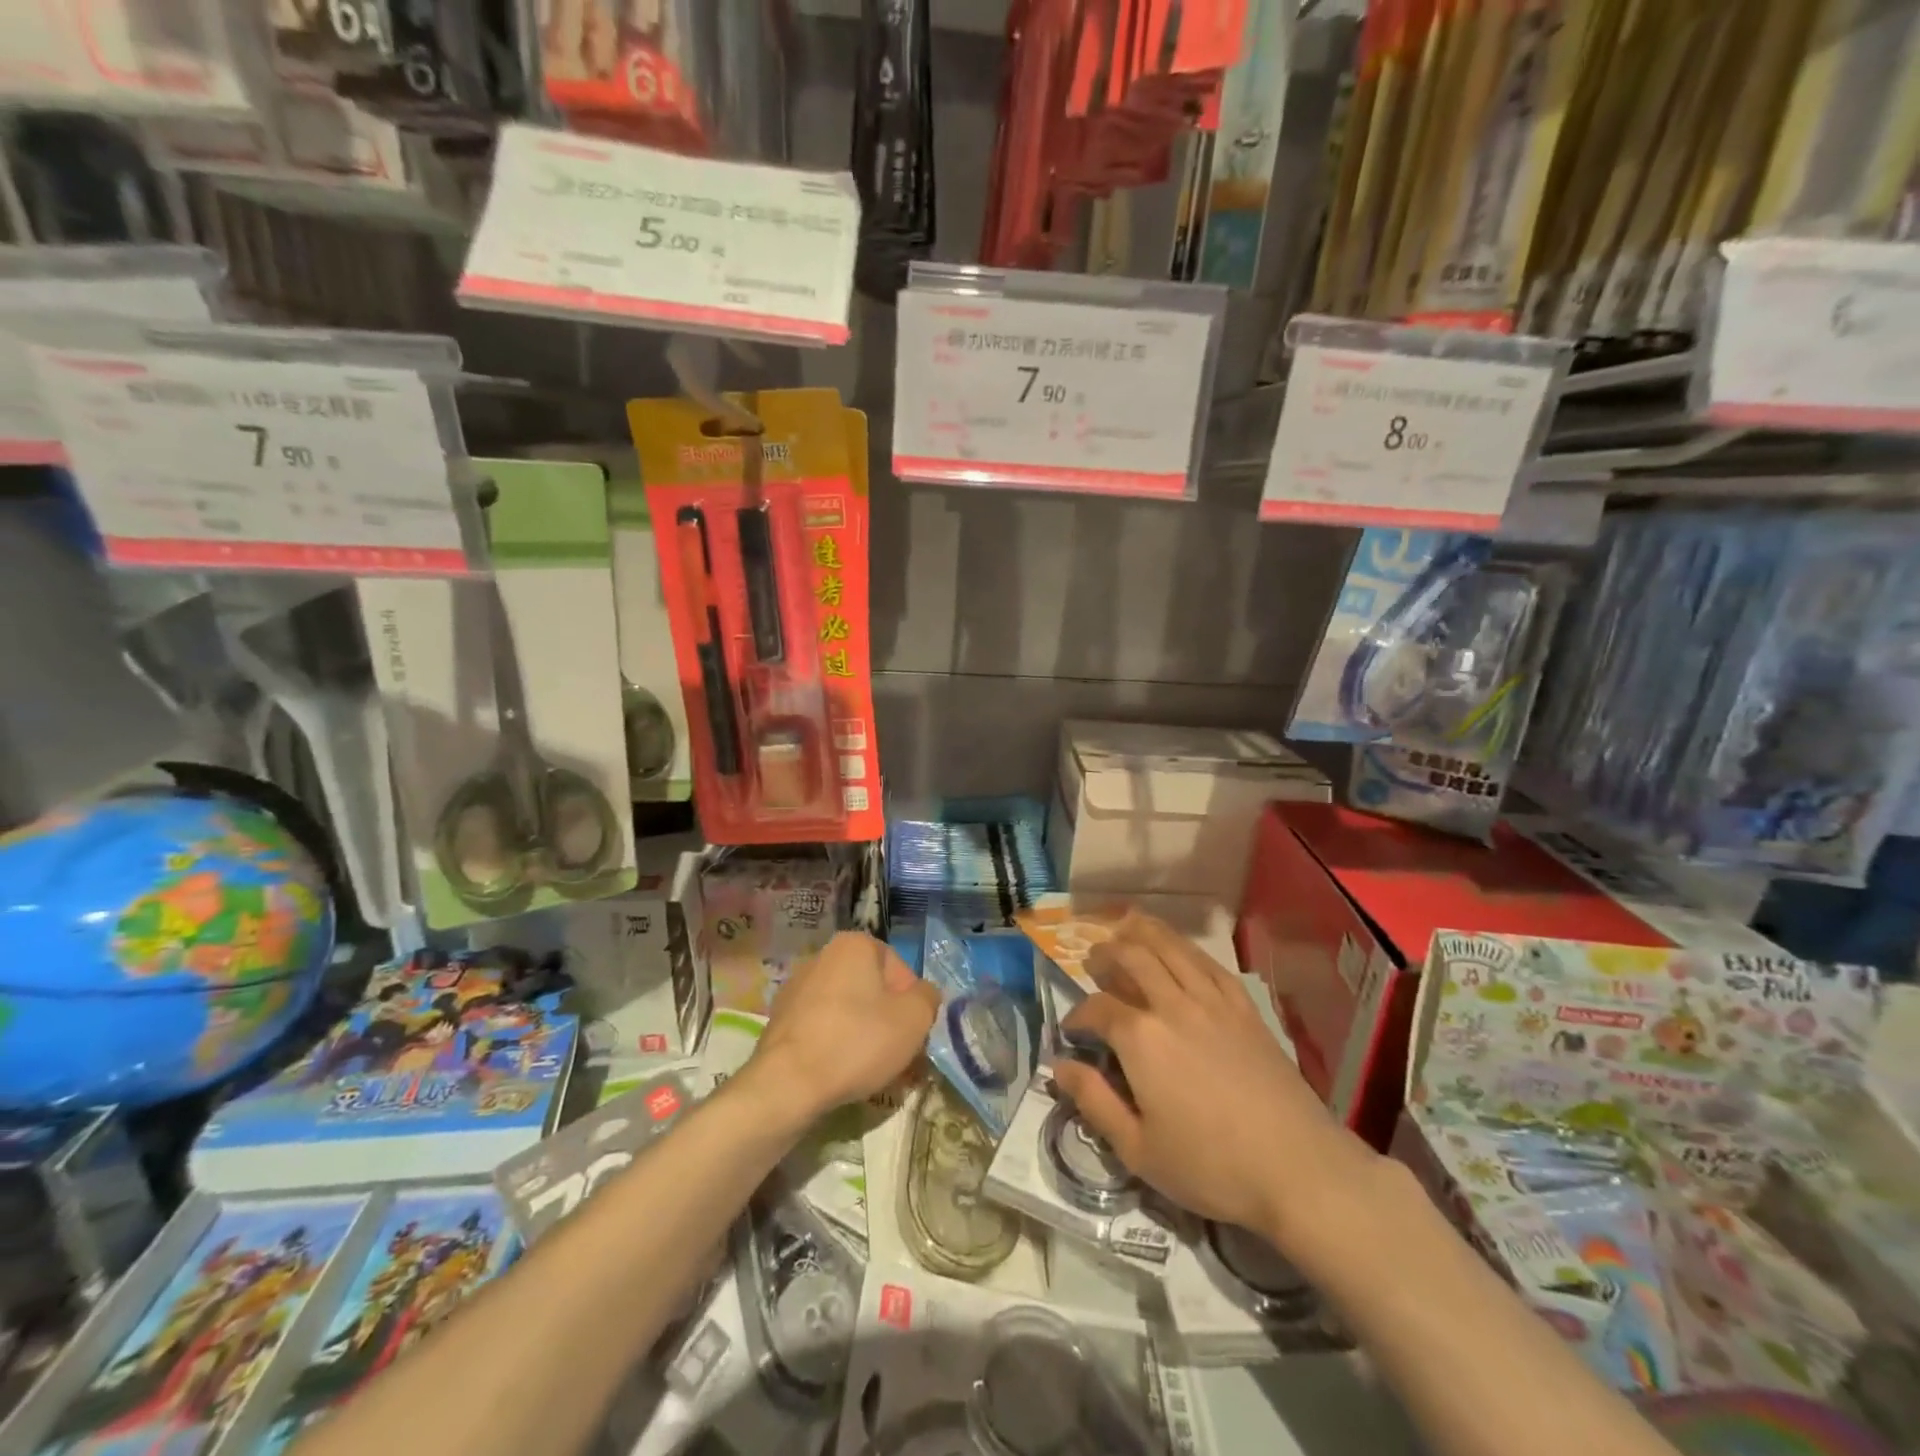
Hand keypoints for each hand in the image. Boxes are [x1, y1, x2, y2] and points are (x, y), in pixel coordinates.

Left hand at [751, 932, 938, 1119]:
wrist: (788, 1084)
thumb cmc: (858, 1041)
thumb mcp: (914, 1018)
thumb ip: (928, 998)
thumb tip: (924, 994)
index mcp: (854, 944)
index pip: (899, 969)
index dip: (912, 1003)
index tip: (912, 1034)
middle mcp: (823, 956)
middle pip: (872, 989)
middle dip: (888, 1020)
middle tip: (898, 1056)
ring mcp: (797, 987)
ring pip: (848, 1010)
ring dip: (864, 1035)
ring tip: (871, 1071)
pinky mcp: (780, 1019)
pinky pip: (823, 1028)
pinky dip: (836, 1045)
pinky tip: (842, 1074)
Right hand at [1051, 915, 1380, 1249]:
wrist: (1299, 1169)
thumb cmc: (1211, 1167)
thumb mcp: (1138, 1149)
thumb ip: (1094, 1101)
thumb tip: (1059, 1066)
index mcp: (1141, 1038)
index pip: (1097, 1008)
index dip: (1078, 1014)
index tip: (1071, 1030)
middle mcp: (1173, 1006)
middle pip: (1132, 958)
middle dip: (1106, 954)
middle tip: (1093, 961)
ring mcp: (1213, 1002)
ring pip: (1172, 948)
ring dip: (1143, 932)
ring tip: (1126, 928)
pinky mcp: (1245, 1008)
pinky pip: (1210, 964)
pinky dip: (1186, 948)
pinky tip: (1179, 950)